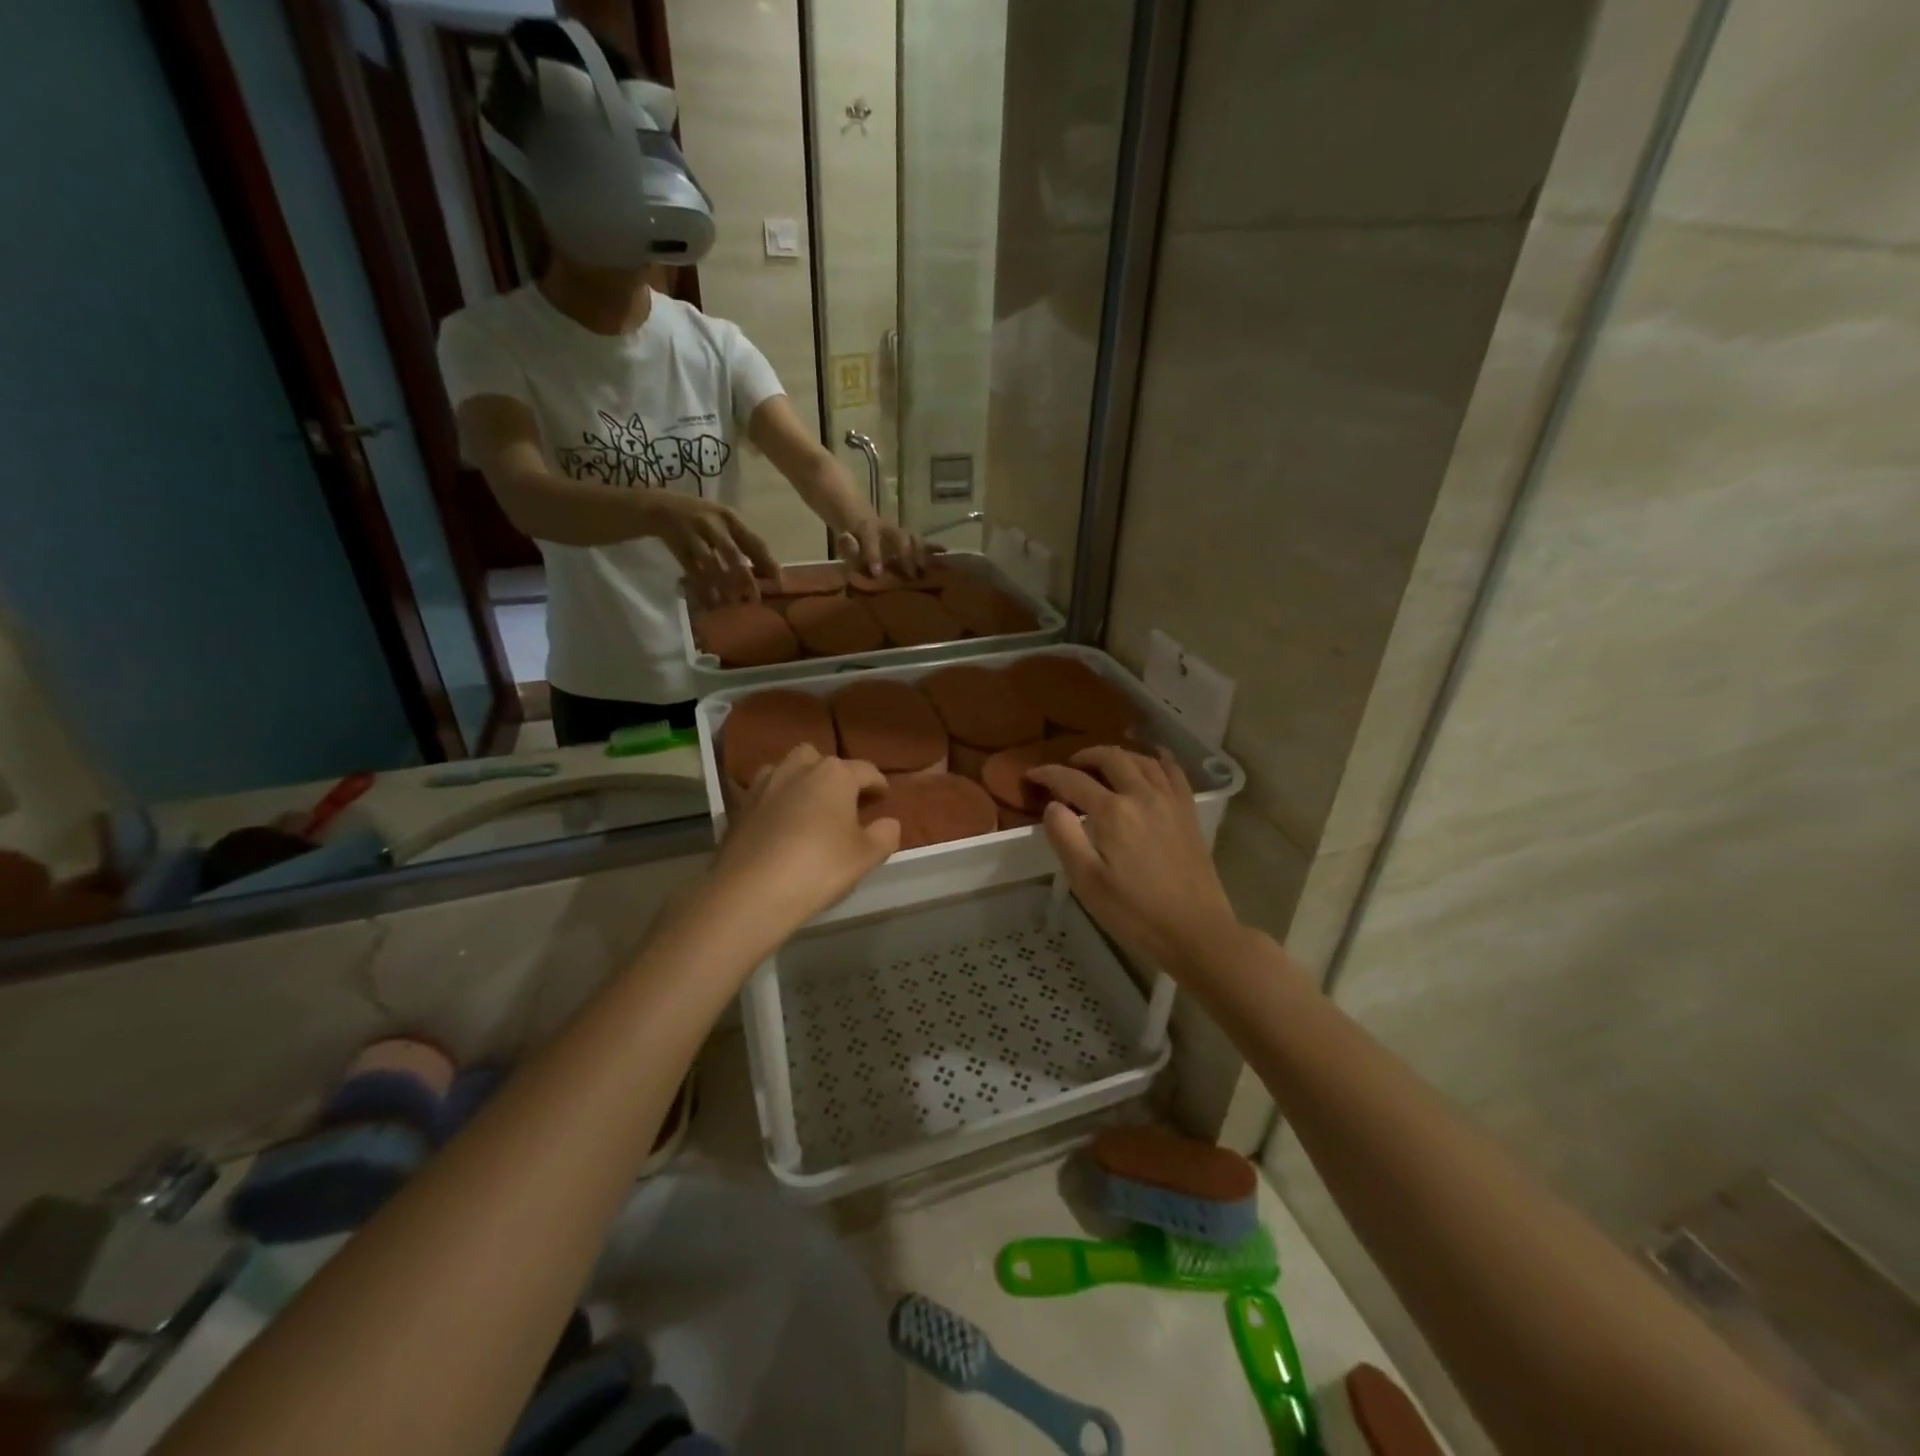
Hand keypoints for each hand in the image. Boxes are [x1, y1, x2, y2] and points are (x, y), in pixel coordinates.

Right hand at [644, 494, 779, 606]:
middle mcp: (712, 524)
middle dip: (745, 579)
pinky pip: (691, 572)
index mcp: (729, 517)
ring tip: (732, 605)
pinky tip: (711, 604)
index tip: (778, 583)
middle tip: (754, 600)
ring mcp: (693, 535)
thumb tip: (766, 572)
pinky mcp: (677, 547)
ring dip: (722, 587)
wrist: (658, 506)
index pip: (754, 542)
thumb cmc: (700, 518)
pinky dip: (702, 589)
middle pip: (732, 554)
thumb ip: (743, 543)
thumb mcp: (723, 522)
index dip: (768, 563)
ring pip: (711, 565)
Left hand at [710, 747, 900, 930]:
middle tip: (843, 801)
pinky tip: (779, 824)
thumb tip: (888, 822)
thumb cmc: (819, 868)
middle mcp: (798, 768)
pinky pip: (765, 793)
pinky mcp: (739, 806)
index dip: (878, 784)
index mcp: (835, 774)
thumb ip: (885, 834)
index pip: (866, 770)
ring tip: (809, 807)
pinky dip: (776, 801)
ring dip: (802, 781)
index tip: (884, 797)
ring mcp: (764, 784)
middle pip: (822, 760)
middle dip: (834, 775)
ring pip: (788, 769)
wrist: (750, 892)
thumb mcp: (866, 856)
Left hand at [839, 519, 937, 579]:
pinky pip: (925, 542)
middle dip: (905, 555)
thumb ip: (848, 547)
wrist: (864, 528)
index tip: (877, 573)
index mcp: (869, 529)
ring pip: (914, 539)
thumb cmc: (857, 545)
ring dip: (922, 553)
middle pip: (900, 537)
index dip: (874, 554)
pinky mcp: (912, 538)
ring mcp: (902, 533)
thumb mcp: (847, 547)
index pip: (871, 539)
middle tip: (910, 574)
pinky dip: (935, 548)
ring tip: (926, 569)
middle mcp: (889, 528)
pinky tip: (946, 553)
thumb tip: (848, 538)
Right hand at [1026, 747, 1241, 974]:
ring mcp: (1170, 801)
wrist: (1196, 932)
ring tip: (1102, 764)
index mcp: (1113, 812)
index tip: (1032, 775)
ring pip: (1142, 760)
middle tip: (1068, 767)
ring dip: (1117, 755)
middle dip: (1084, 757)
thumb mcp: (1087, 882)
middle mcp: (1142, 795)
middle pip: (1111, 759)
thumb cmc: (1135, 913)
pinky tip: (1152, 757)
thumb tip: (1053, 806)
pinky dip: (1158, 758)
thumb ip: (1065, 837)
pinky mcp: (1188, 813)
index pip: (1072, 781)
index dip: (1048, 774)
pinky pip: (1174, 772)